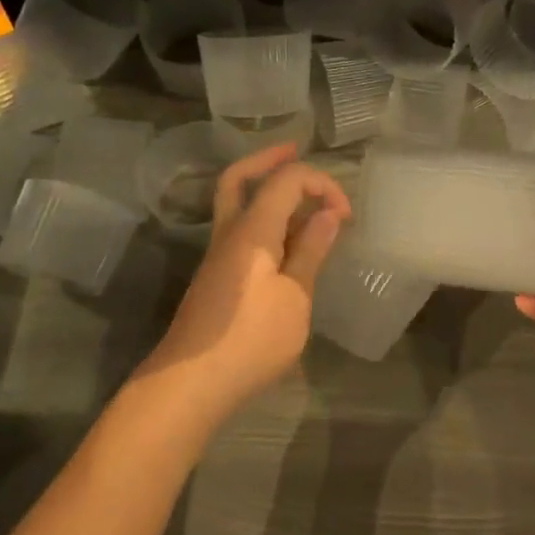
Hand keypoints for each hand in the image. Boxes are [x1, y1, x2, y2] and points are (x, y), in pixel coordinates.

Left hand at [139, 142, 349, 425]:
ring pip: (238, 203)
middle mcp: (231, 232)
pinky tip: (287, 242)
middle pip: (241, 178)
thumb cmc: (250, 340)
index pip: (287, 179)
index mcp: (253, 229)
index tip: (345, 216)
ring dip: (267, 190)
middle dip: (270, 159)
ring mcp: (219, 255)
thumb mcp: (295, 298)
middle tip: (296, 149)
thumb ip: (311, 252)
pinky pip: (241, 230)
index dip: (322, 184)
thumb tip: (328, 214)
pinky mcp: (218, 277)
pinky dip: (265, 220)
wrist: (189, 384)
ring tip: (303, 199)